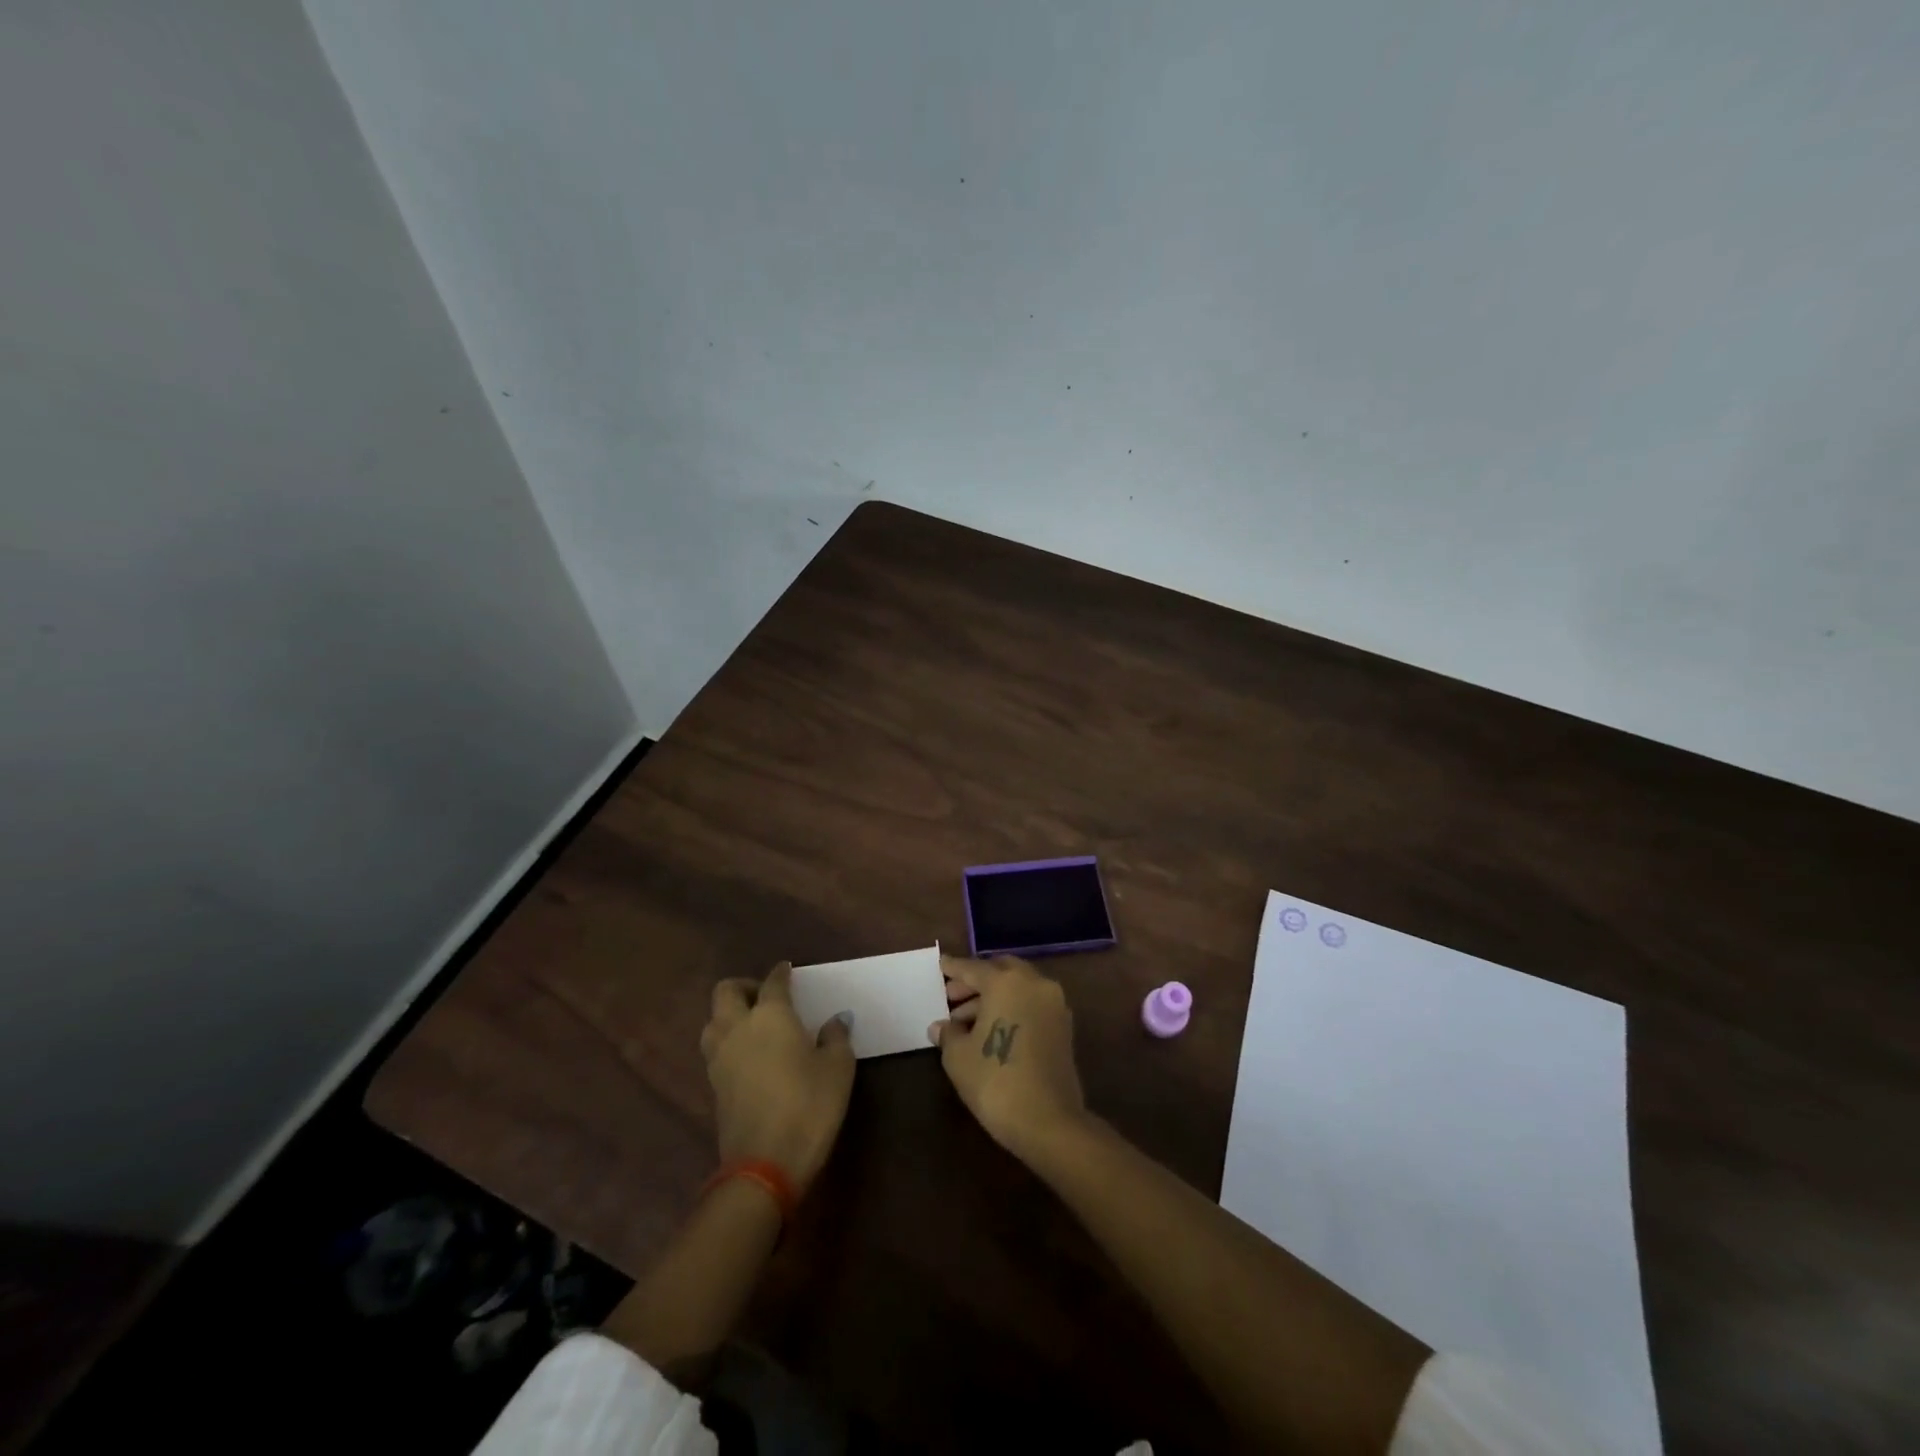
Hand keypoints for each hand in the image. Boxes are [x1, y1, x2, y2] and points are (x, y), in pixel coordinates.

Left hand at [700, 962, 854, 1190]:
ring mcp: (720, 1058)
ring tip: (753, 1024)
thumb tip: (835, 1020)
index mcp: (770, 1015)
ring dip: (729, 1014)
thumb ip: (836, 1037)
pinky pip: (715, 1048)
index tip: (787, 970)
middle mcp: (738, 1028)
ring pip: (713, 1020)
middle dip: (744, 986)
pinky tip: (748, 1054)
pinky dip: (728, 1041)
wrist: (765, 1164)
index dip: (782, 973)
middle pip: (726, 991)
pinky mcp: (713, 1086)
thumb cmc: (809, 1106)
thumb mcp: (838, 1068)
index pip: (773, 982)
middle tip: (766, 996)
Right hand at [929, 955, 1087, 1162]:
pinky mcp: (1064, 1026)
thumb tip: (941, 1026)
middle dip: (976, 981)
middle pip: (1000, 970)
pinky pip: (1032, 1004)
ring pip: (1018, 987)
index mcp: (1006, 982)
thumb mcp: (959, 1057)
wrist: (1049, 1122)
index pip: (973, 968)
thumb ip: (948, 1033)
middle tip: (952, 997)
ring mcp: (1054, 1003)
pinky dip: (1012, 1007)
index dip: (953, 968)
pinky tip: (992, 1030)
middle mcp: (1034, 983)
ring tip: (966, 1021)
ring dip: (993, 996)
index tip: (941, 964)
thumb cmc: (995, 1082)